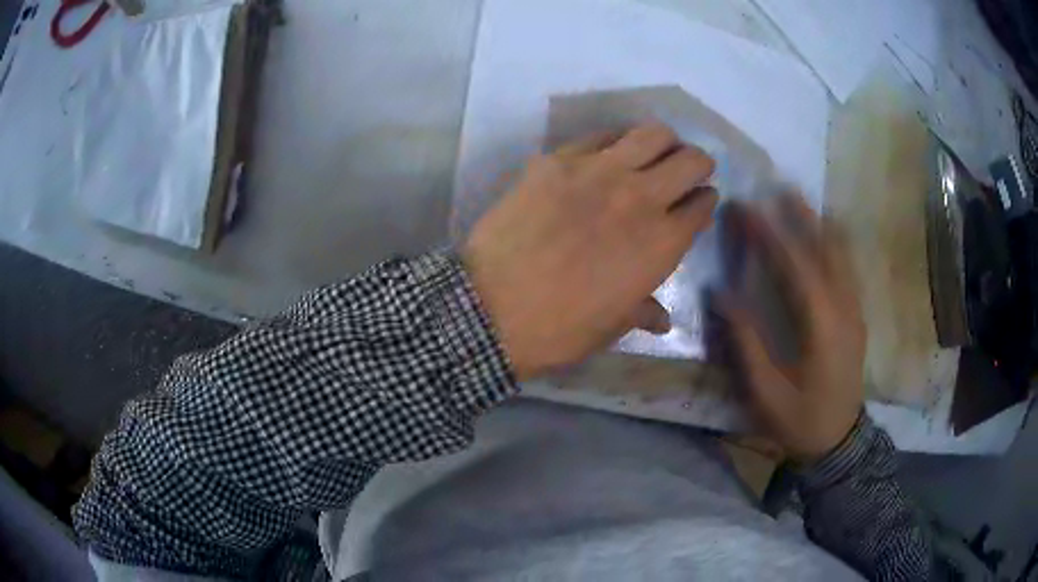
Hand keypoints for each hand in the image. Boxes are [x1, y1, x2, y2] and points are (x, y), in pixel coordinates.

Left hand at [463, 124, 717, 379]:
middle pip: (689, 160)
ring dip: (664, 141)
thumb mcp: (612, 326)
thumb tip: (663, 320)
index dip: (705, 200)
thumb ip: (644, 312)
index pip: (702, 204)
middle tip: (688, 169)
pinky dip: (615, 141)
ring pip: (651, 134)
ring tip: (655, 152)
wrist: (491, 306)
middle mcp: (641, 197)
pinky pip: (599, 136)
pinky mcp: (558, 160)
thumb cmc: (560, 327)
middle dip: (697, 163)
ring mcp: (599, 171)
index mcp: (663, 242)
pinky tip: (607, 155)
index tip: (700, 201)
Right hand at [720, 195, 864, 462]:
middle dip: (802, 215)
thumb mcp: (766, 392)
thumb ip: (746, 342)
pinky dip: (835, 242)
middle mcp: (844, 309)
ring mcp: (855, 311)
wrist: (839, 442)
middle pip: (827, 249)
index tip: (746, 208)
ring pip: (843, 254)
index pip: (796, 265)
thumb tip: (722, 295)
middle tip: (779, 186)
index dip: (769, 233)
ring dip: (820, 223)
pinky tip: (825, 233)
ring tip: (800, 200)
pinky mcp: (856, 316)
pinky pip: (848, 268)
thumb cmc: (800, 420)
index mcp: (822, 326)